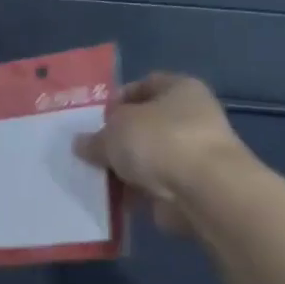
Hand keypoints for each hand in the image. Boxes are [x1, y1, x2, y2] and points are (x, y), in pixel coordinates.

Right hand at [72, 73, 257, 234]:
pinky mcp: (190, 186)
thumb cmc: (159, 141)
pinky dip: (135, 192)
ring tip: (95, 177)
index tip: (96, 119)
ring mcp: (193, 154)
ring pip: (147, 157)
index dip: (118, 99)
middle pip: (145, 124)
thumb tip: (81, 144)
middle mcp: (192, 117)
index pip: (145, 84)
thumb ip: (95, 138)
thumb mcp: (114, 131)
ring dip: (125, 168)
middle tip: (91, 151)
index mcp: (180, 88)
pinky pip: (153, 185)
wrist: (203, 191)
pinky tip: (112, 199)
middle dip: (118, 139)